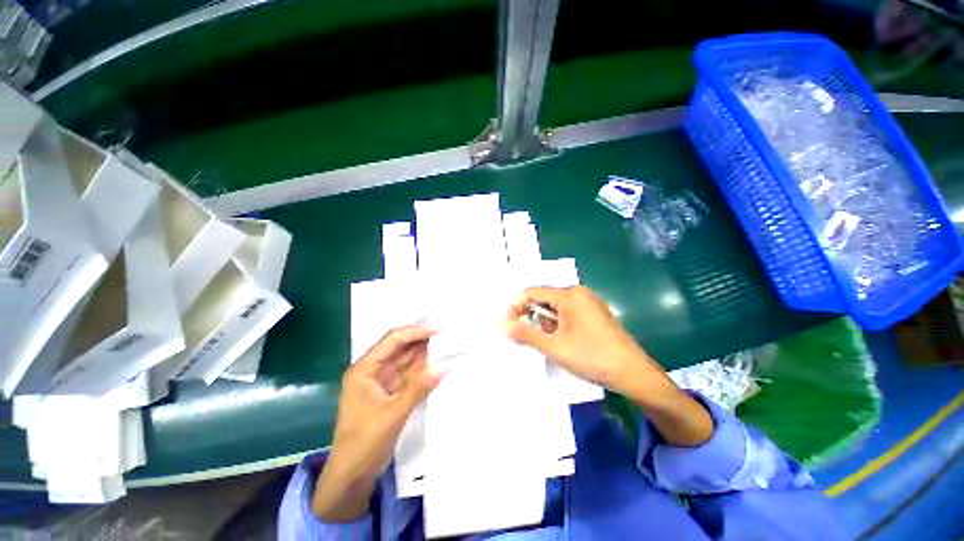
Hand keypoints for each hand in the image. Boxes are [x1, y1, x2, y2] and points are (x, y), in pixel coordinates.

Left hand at [312, 322, 446, 520]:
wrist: (351, 478)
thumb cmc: (364, 444)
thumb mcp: (393, 414)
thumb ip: (419, 387)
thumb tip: (445, 365)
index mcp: (364, 369)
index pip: (393, 340)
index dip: (416, 331)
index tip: (439, 328)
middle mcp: (372, 370)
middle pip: (400, 347)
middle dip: (422, 339)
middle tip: (447, 333)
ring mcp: (381, 382)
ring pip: (406, 360)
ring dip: (424, 353)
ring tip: (447, 344)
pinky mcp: (390, 393)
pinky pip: (409, 375)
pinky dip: (423, 370)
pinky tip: (437, 364)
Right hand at [503, 286, 712, 446]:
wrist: (634, 374)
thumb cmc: (592, 357)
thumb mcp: (554, 347)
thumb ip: (526, 334)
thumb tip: (503, 324)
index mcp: (569, 295)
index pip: (532, 293)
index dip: (516, 307)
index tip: (508, 326)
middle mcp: (579, 293)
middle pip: (544, 299)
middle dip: (533, 318)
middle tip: (531, 339)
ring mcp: (589, 302)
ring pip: (555, 308)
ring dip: (547, 324)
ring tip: (551, 345)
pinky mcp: (595, 313)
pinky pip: (568, 313)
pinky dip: (559, 326)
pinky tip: (564, 342)